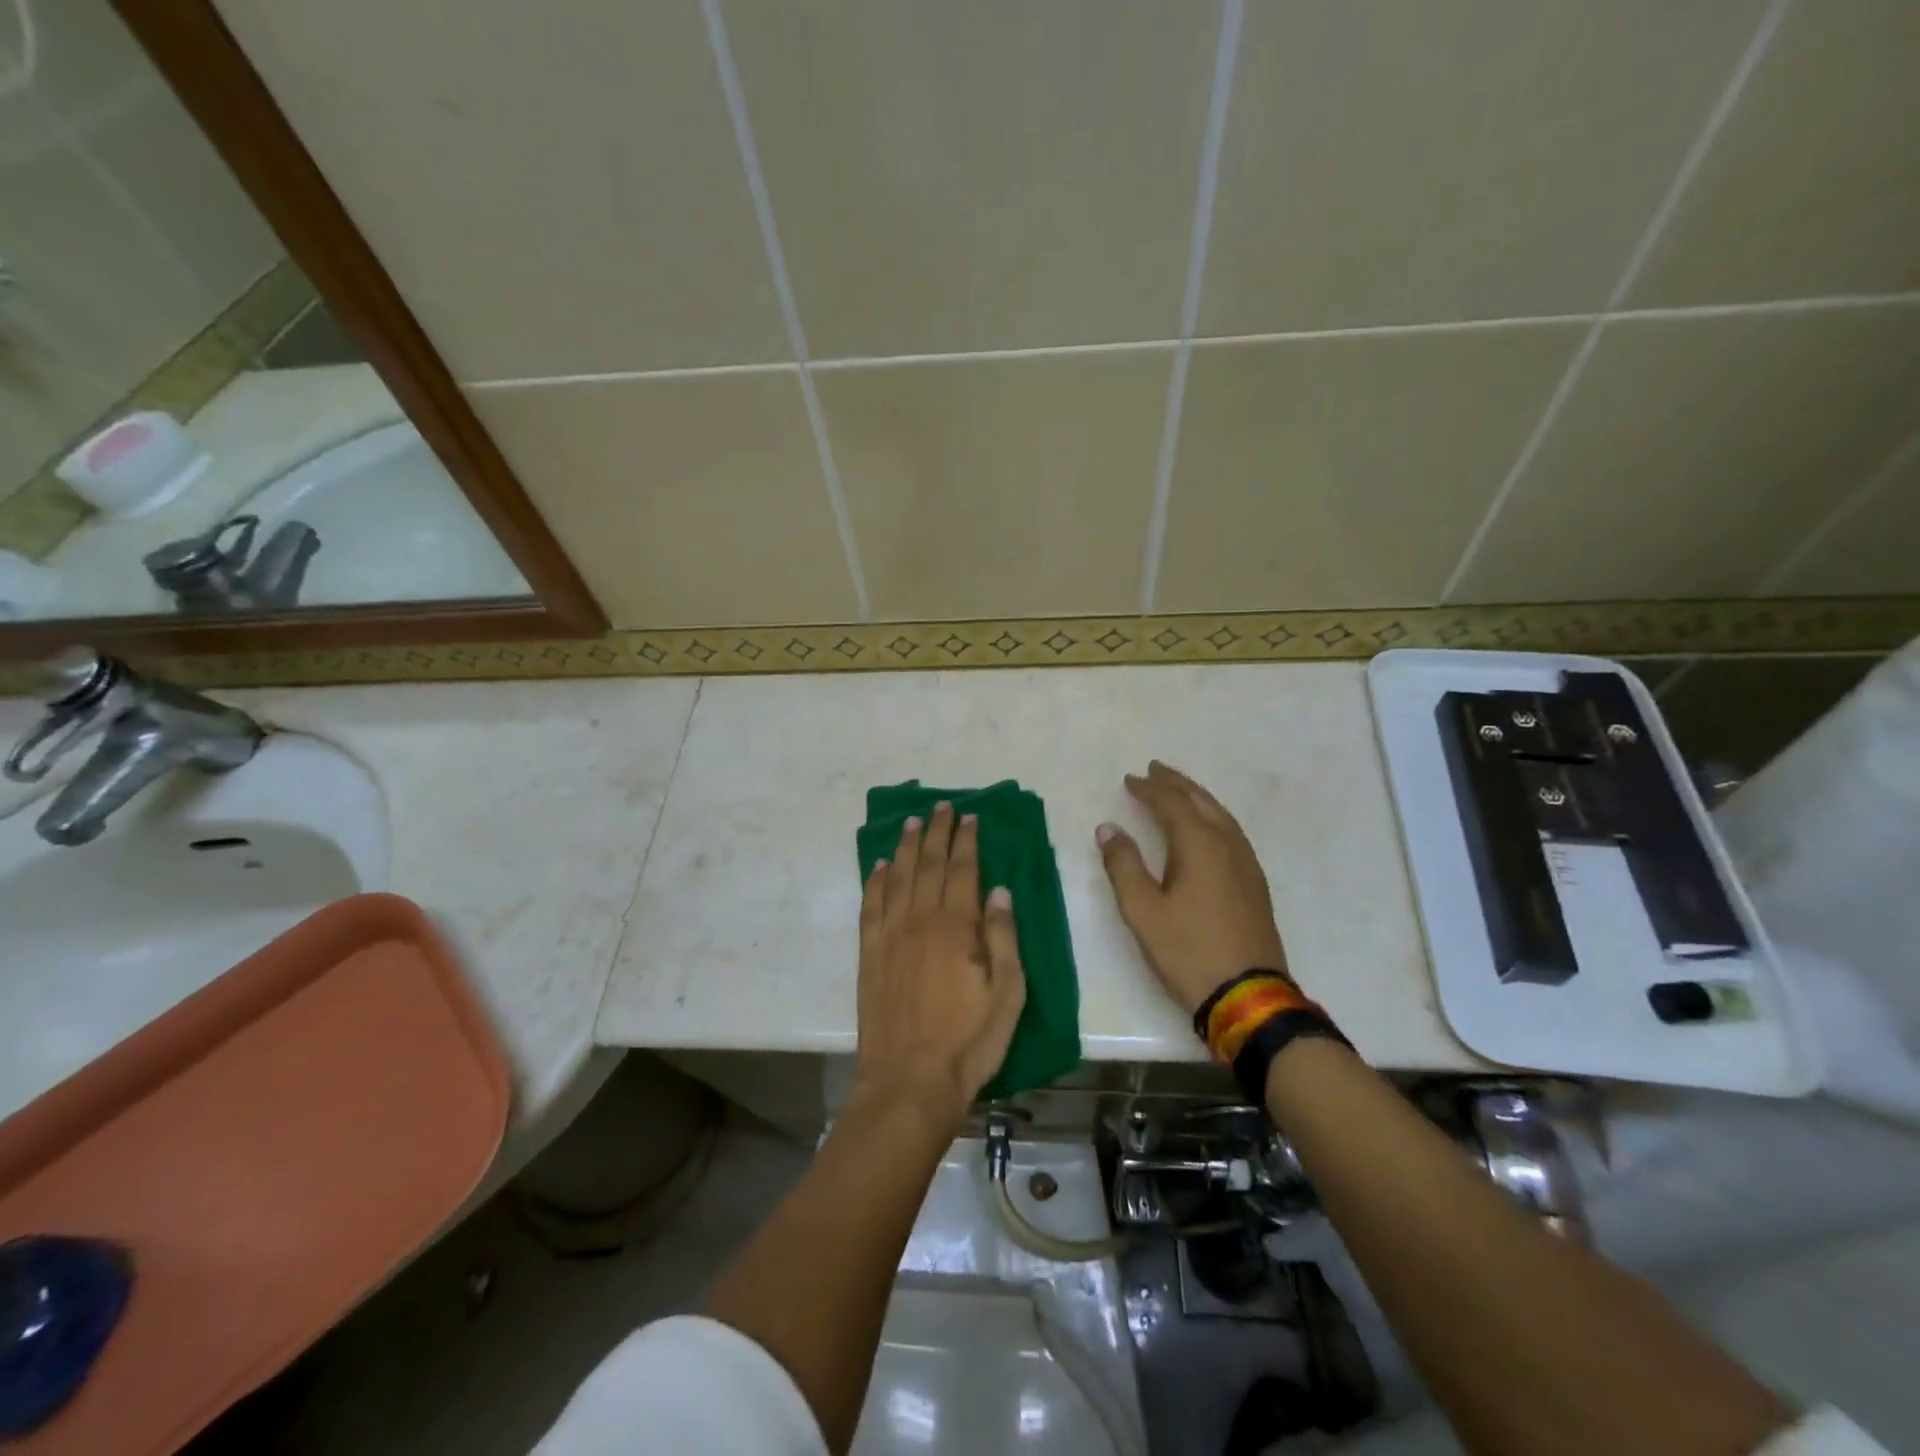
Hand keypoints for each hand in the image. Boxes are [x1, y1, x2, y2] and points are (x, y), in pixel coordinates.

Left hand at [854, 802, 1026, 1129]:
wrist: (909, 1081)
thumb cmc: (969, 1040)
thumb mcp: (1007, 993)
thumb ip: (1003, 937)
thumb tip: (1000, 890)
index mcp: (957, 926)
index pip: (963, 870)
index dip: (967, 841)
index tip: (970, 817)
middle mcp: (920, 920)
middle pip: (928, 864)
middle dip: (936, 832)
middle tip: (941, 806)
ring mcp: (890, 935)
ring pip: (897, 877)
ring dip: (905, 847)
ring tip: (911, 821)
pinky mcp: (869, 954)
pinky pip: (870, 906)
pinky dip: (874, 881)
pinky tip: (878, 866)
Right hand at [1096, 761, 1289, 1014]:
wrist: (1248, 996)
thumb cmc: (1188, 951)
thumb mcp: (1143, 911)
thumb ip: (1123, 866)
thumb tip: (1108, 829)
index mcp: (1200, 845)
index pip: (1172, 804)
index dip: (1149, 789)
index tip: (1129, 779)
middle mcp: (1228, 845)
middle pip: (1201, 802)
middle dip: (1177, 784)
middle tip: (1156, 770)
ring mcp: (1247, 865)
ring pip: (1221, 816)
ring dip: (1197, 798)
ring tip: (1179, 792)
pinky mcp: (1255, 884)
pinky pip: (1231, 833)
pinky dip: (1212, 818)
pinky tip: (1206, 831)